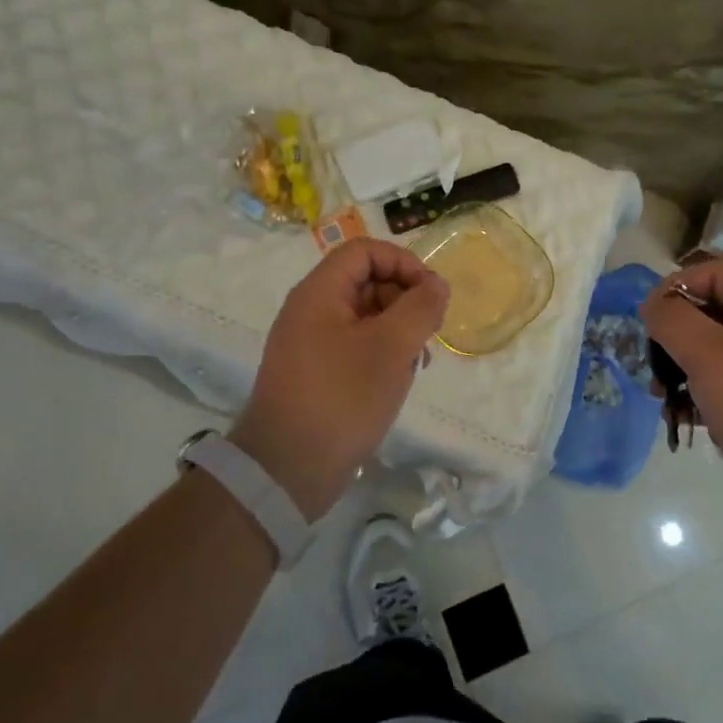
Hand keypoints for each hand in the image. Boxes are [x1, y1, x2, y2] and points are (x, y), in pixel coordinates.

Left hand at [232, 239, 449, 520]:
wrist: (286, 470)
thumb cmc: (341, 398)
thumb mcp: (391, 348)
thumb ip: (420, 308)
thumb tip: (436, 285)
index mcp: (319, 293)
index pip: (365, 251)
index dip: (403, 263)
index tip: (431, 294)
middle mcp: (311, 311)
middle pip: (366, 281)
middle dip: (404, 300)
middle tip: (428, 333)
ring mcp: (311, 343)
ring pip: (366, 316)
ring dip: (398, 331)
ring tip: (416, 362)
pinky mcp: (317, 373)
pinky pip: (356, 346)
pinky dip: (382, 354)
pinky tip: (398, 380)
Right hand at [642, 257, 722, 538]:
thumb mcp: (708, 355)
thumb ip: (673, 320)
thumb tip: (654, 305)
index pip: (718, 272)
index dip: (680, 284)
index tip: (651, 316)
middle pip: (711, 312)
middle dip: (674, 333)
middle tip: (652, 360)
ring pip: (712, 353)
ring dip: (680, 368)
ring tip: (660, 395)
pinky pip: (722, 388)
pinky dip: (698, 397)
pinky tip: (682, 418)